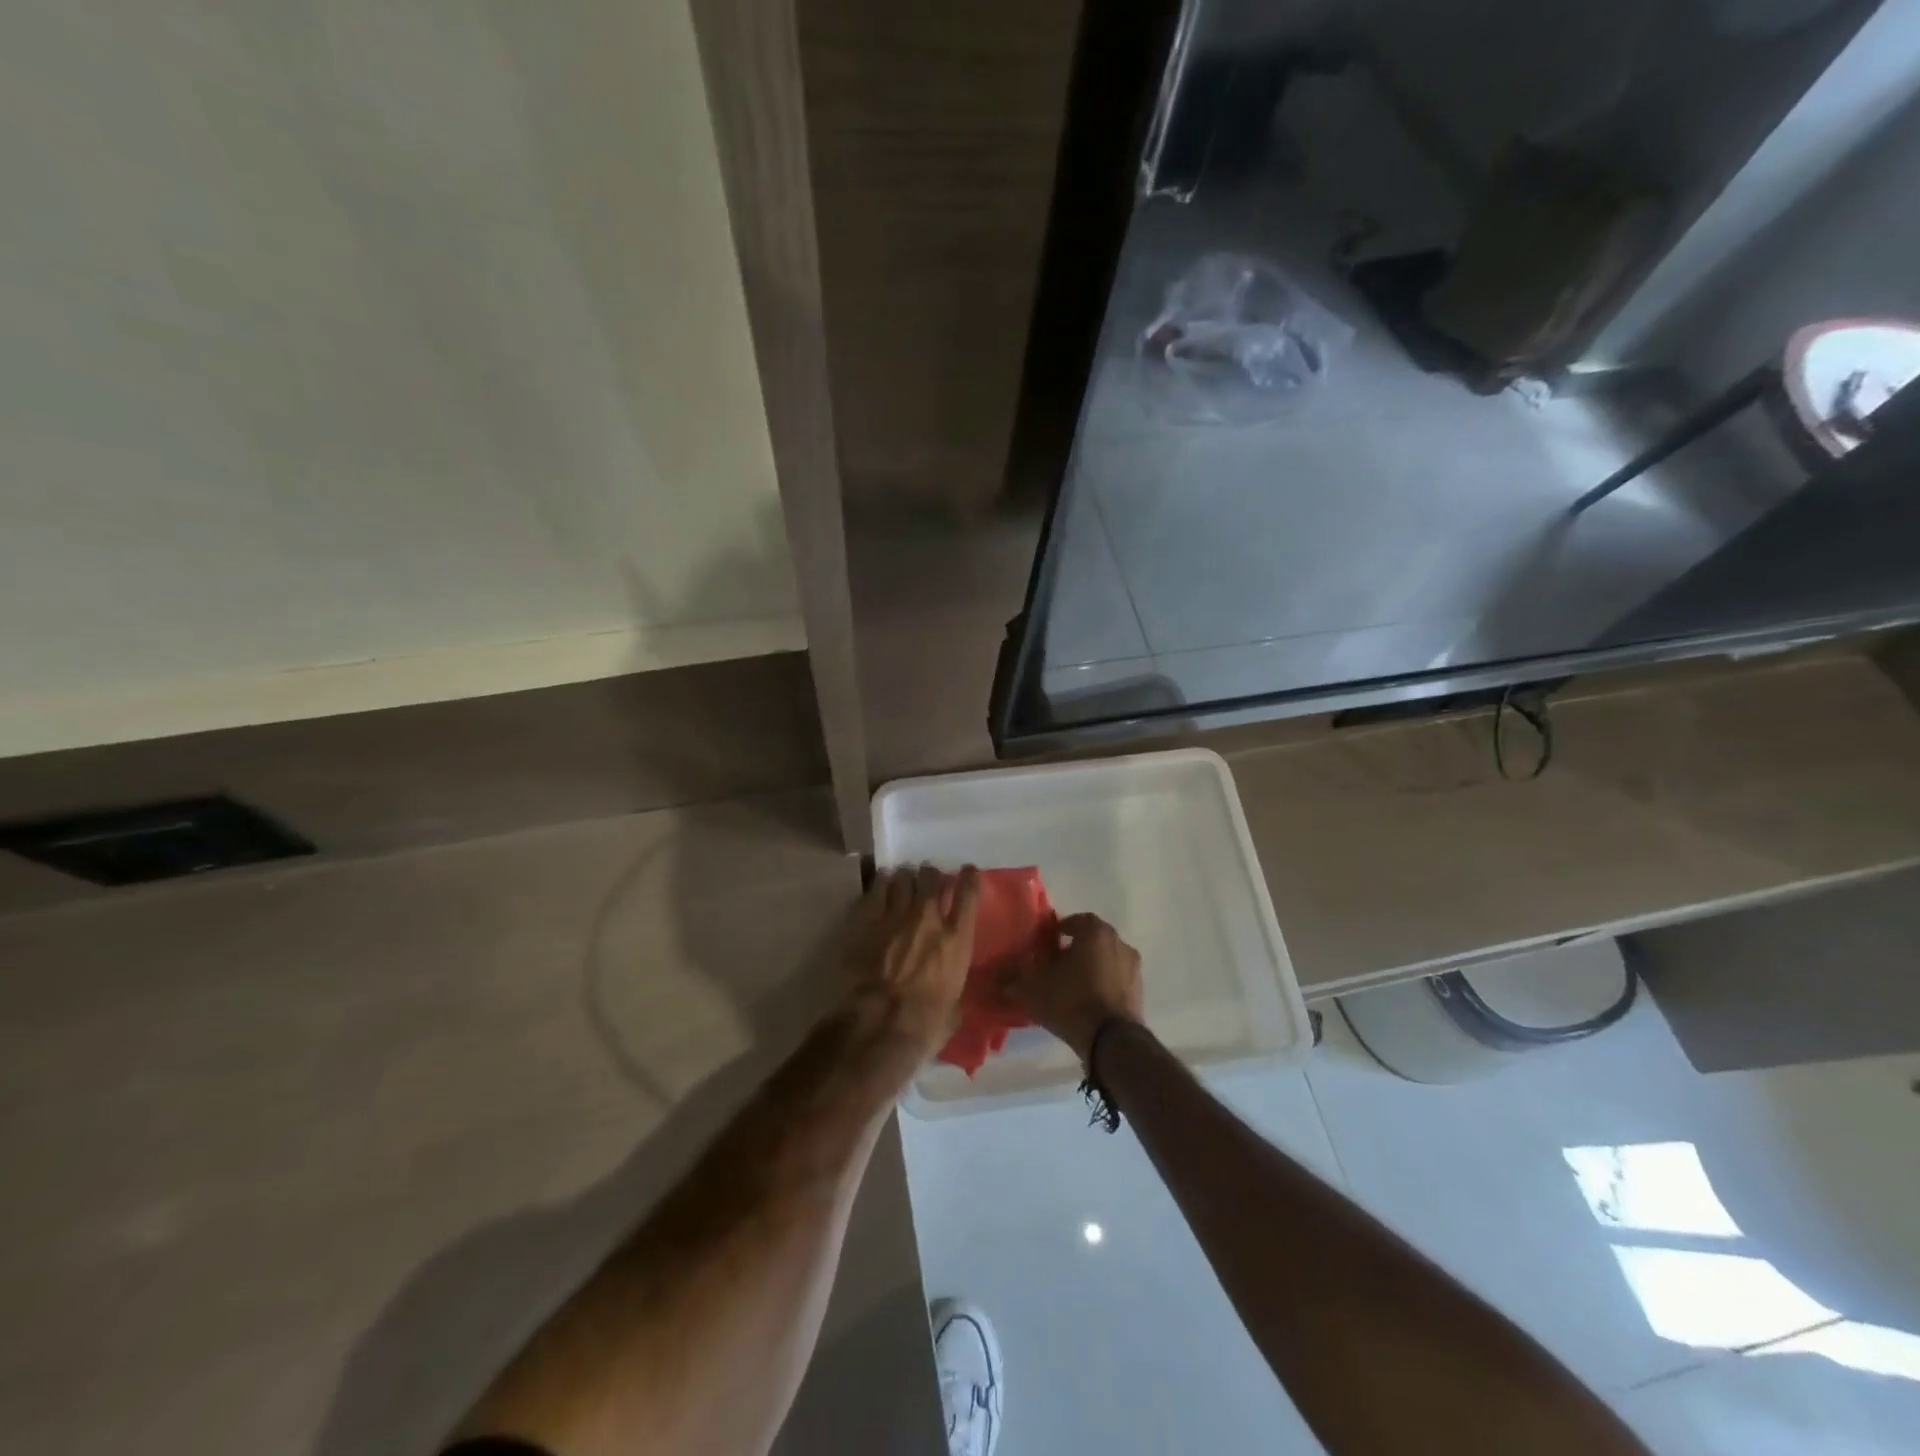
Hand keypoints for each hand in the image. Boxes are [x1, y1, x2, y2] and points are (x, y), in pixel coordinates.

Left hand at [839, 864, 980, 1064]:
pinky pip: (877, 889)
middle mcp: (929, 918)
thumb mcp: (955, 1008)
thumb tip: (953, 987)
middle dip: (932, 875)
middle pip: (932, 878)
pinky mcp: (867, 920)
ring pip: (904, 879)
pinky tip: (882, 885)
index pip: (968, 894)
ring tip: (904, 880)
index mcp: (957, 939)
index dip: (969, 878)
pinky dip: (883, 884)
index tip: (968, 872)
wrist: (878, 1025)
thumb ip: (956, 986)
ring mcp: (896, 915)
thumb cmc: (924, 1025)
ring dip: (907, 878)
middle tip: (929, 878)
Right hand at [998, 913, 1142, 1062]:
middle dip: (1074, 948)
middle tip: (1055, 964)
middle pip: (1092, 939)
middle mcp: (1118, 942)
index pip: (1075, 921)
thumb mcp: (1033, 989)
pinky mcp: (1139, 990)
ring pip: (1106, 958)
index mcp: (1095, 931)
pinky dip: (1103, 984)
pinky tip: (1087, 1001)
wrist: (1111, 1041)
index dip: (1058, 931)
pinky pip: (1116, 979)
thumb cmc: (1071, 1001)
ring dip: (1090, 966)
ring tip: (1070, 985)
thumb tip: (991, 978)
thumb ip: (1011, 980)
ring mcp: (1133, 967)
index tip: (1045, 945)